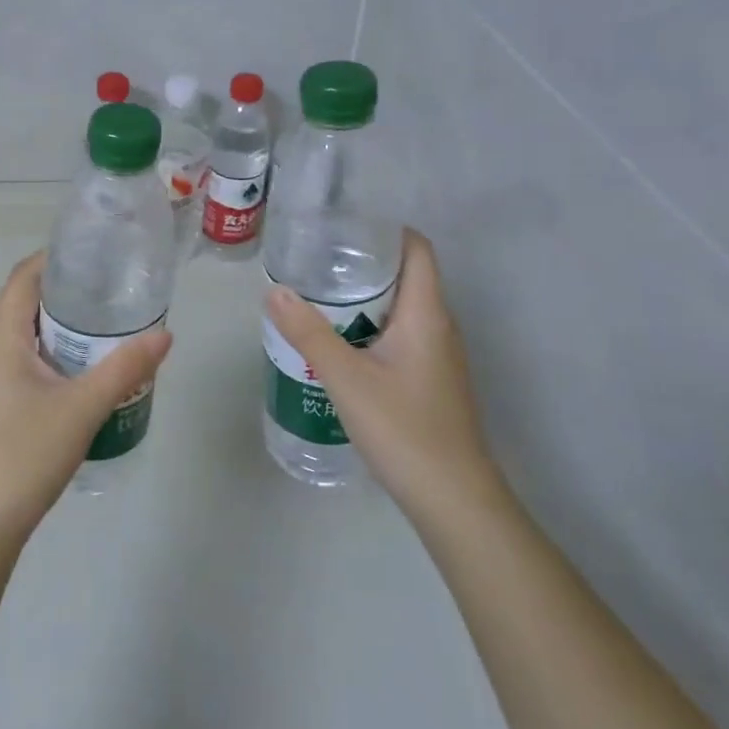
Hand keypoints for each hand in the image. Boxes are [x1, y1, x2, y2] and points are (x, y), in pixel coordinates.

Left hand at [0, 252, 172, 542]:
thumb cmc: (25, 453)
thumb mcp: (83, 407)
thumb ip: (125, 368)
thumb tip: (165, 333)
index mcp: (2, 339)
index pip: (23, 278)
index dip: (53, 258)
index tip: (93, 250)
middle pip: (27, 302)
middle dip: (67, 289)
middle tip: (113, 284)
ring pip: (31, 334)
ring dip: (65, 324)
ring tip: (109, 319)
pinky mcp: (2, 405)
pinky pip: (31, 360)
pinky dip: (60, 351)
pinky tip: (90, 367)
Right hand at [265, 229, 497, 520]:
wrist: (454, 501)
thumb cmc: (404, 429)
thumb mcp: (346, 378)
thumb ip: (308, 333)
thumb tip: (274, 291)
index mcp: (427, 313)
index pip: (416, 248)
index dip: (384, 230)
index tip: (343, 227)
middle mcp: (439, 326)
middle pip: (406, 275)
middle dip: (363, 262)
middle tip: (317, 258)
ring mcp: (439, 355)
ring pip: (402, 308)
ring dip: (365, 297)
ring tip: (319, 294)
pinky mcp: (432, 380)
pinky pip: (401, 335)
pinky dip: (371, 325)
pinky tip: (339, 342)